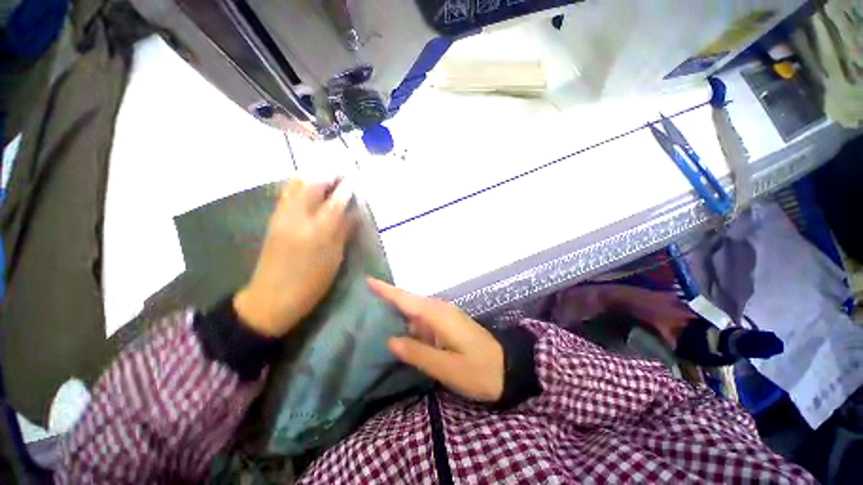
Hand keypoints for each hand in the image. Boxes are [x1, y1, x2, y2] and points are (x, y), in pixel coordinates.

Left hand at [234, 178, 353, 337]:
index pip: (335, 201)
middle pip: (311, 184)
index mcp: (317, 232)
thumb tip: (353, 213)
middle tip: (341, 171)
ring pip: (295, 185)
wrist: (271, 298)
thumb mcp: (334, 259)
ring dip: (313, 175)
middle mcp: (297, 218)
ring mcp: (282, 217)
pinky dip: (300, 184)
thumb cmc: (311, 283)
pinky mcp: (274, 220)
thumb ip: (343, 232)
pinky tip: (310, 186)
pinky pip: (288, 193)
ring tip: (327, 174)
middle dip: (327, 173)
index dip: (346, 188)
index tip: (356, 178)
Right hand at [367, 278, 503, 402]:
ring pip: (415, 310)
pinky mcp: (447, 324)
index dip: (386, 290)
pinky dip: (409, 321)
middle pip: (408, 301)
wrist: (508, 367)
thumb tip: (390, 341)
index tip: (367, 280)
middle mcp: (439, 310)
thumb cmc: (478, 369)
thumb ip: (418, 353)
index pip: (406, 299)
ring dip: (397, 311)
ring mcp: (444, 316)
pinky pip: (423, 319)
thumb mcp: (447, 367)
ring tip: (373, 315)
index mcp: (438, 315)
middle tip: (363, 302)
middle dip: (387, 299)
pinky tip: (399, 330)